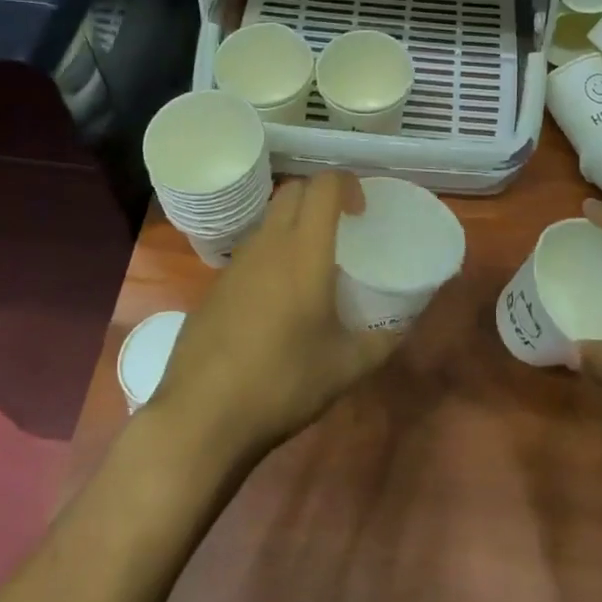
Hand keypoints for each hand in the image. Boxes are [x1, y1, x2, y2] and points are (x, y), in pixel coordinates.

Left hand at [149, 171, 403, 461]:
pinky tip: (278, 302)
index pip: (323, 185)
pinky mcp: (215, 287)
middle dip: (320, 195)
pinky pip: (250, 252)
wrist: (201, 417)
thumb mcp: (345, 368)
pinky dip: (271, 256)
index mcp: (304, 250)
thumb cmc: (282, 382)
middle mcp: (268, 244)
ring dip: (294, 225)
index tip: (362, 211)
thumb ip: (380, 342)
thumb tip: (401, 329)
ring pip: (269, 220)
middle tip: (341, 228)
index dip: (347, 183)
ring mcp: (236, 263)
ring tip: (312, 266)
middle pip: (293, 191)